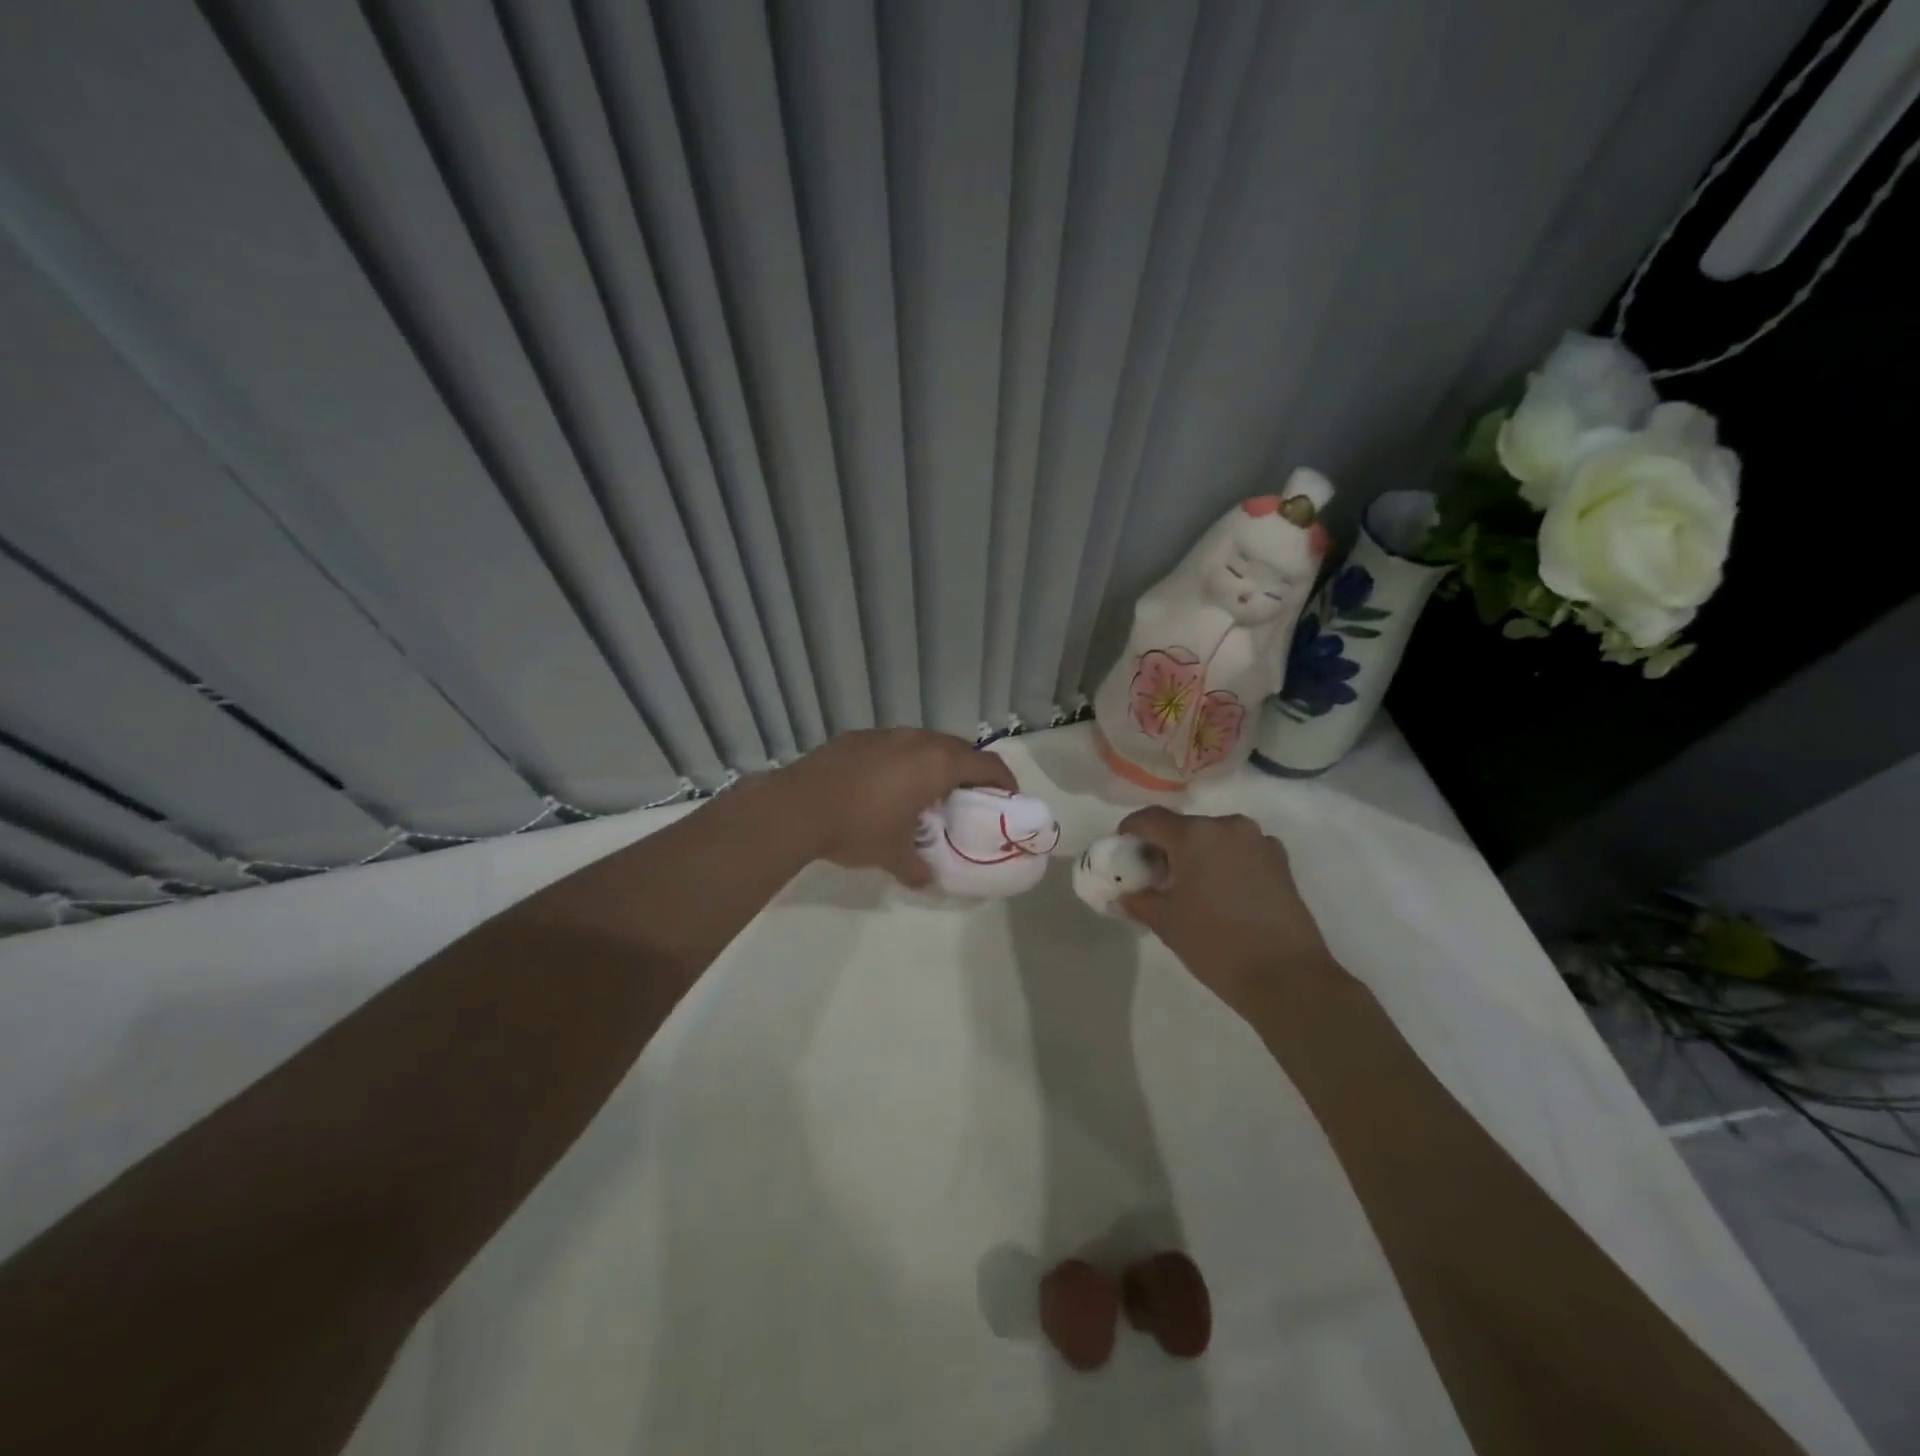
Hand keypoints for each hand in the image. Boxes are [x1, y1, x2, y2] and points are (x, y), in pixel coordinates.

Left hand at [777, 729, 1017, 886]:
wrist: (797, 806)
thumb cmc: (858, 828)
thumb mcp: (893, 855)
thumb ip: (917, 867)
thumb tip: (927, 879)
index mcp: (937, 764)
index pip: (987, 764)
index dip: (1004, 780)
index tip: (1008, 797)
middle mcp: (917, 740)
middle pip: (959, 748)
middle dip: (970, 770)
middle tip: (968, 796)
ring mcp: (886, 734)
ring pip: (924, 742)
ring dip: (934, 762)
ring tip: (926, 791)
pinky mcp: (858, 736)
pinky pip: (894, 745)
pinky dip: (902, 761)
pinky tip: (885, 784)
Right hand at [1115, 806, 1343, 1015]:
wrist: (1287, 977)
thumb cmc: (1215, 944)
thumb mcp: (1165, 922)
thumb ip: (1137, 899)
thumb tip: (1122, 895)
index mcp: (1195, 834)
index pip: (1150, 818)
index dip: (1130, 831)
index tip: (1122, 851)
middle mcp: (1228, 826)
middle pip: (1184, 827)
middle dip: (1165, 846)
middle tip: (1154, 877)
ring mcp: (1259, 841)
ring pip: (1213, 838)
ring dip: (1196, 854)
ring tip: (1189, 887)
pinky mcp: (1280, 861)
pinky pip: (1240, 851)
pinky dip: (1223, 862)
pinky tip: (1221, 893)